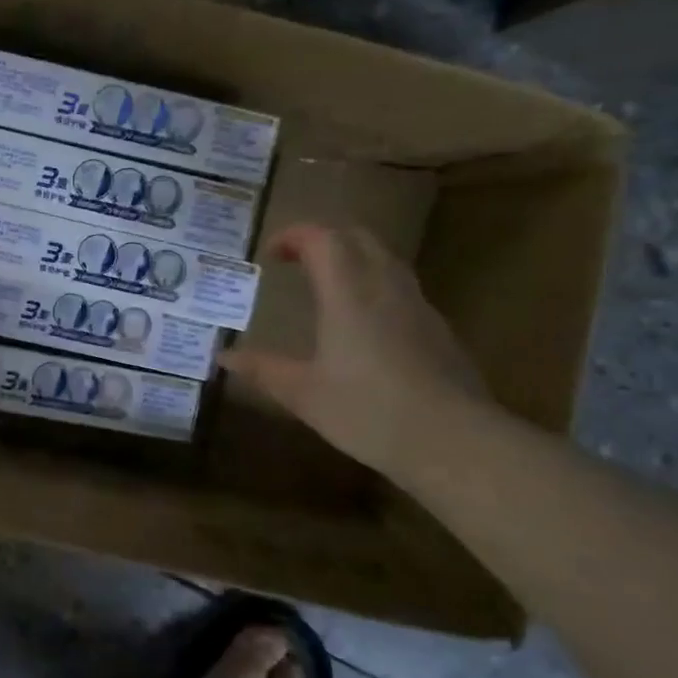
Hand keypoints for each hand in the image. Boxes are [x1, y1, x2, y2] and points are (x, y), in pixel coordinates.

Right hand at [221, 224, 489, 478]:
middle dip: (324, 238)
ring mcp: (417, 305)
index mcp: (348, 293)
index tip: (271, 253)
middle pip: (358, 237)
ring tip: (328, 285)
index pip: (323, 238)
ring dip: (353, 258)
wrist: (454, 441)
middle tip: (297, 260)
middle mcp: (385, 287)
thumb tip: (223, 356)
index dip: (294, 235)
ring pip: (385, 258)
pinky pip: (401, 286)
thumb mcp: (304, 394)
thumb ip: (263, 369)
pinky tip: (365, 322)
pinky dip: (374, 284)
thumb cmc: (369, 412)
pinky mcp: (438, 328)